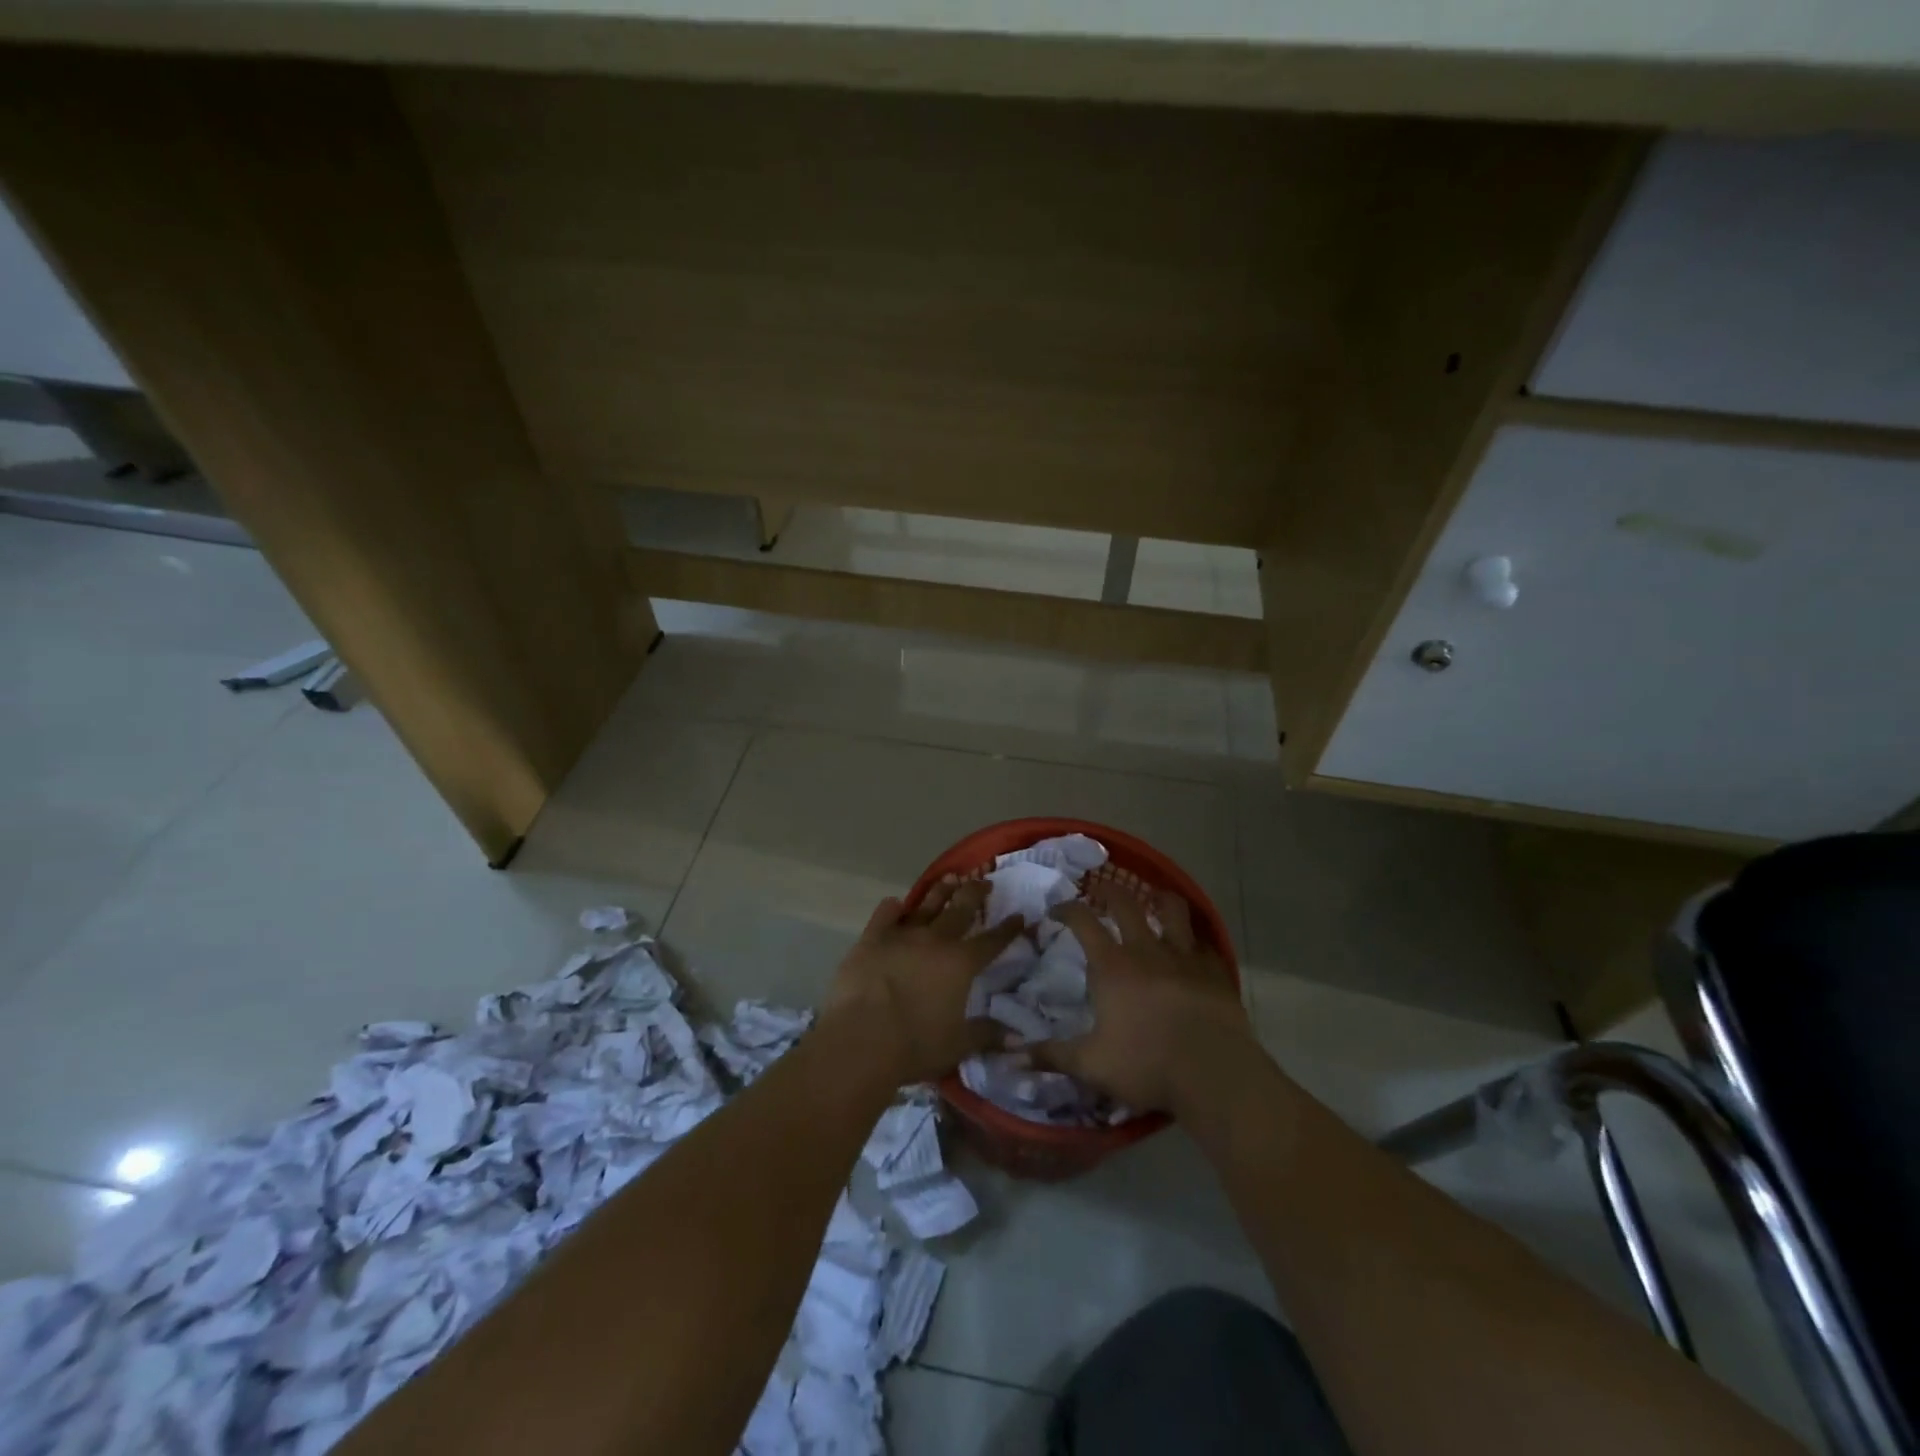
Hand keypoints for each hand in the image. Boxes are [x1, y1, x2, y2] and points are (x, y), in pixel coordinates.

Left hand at [826, 878, 1024, 1085]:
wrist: (862, 1039)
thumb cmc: (915, 1045)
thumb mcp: (958, 1045)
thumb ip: (987, 1035)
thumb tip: (1017, 1037)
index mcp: (961, 963)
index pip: (992, 941)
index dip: (1008, 929)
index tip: (1019, 915)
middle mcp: (936, 940)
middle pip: (961, 909)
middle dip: (976, 893)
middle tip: (984, 881)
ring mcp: (902, 934)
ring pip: (927, 904)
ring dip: (941, 890)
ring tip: (951, 877)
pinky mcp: (872, 938)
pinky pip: (886, 913)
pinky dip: (893, 907)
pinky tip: (897, 904)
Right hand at [1034, 887, 1254, 1113]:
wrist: (1214, 1074)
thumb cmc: (1147, 1065)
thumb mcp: (1091, 1065)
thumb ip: (1052, 1055)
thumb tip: (1011, 1055)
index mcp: (1112, 965)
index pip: (1082, 921)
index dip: (1066, 909)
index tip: (1056, 910)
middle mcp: (1146, 949)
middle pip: (1125, 903)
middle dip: (1109, 891)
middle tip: (1100, 892)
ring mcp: (1184, 956)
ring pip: (1172, 909)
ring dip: (1160, 899)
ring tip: (1154, 899)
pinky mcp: (1215, 970)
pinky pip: (1203, 943)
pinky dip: (1193, 940)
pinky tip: (1192, 949)